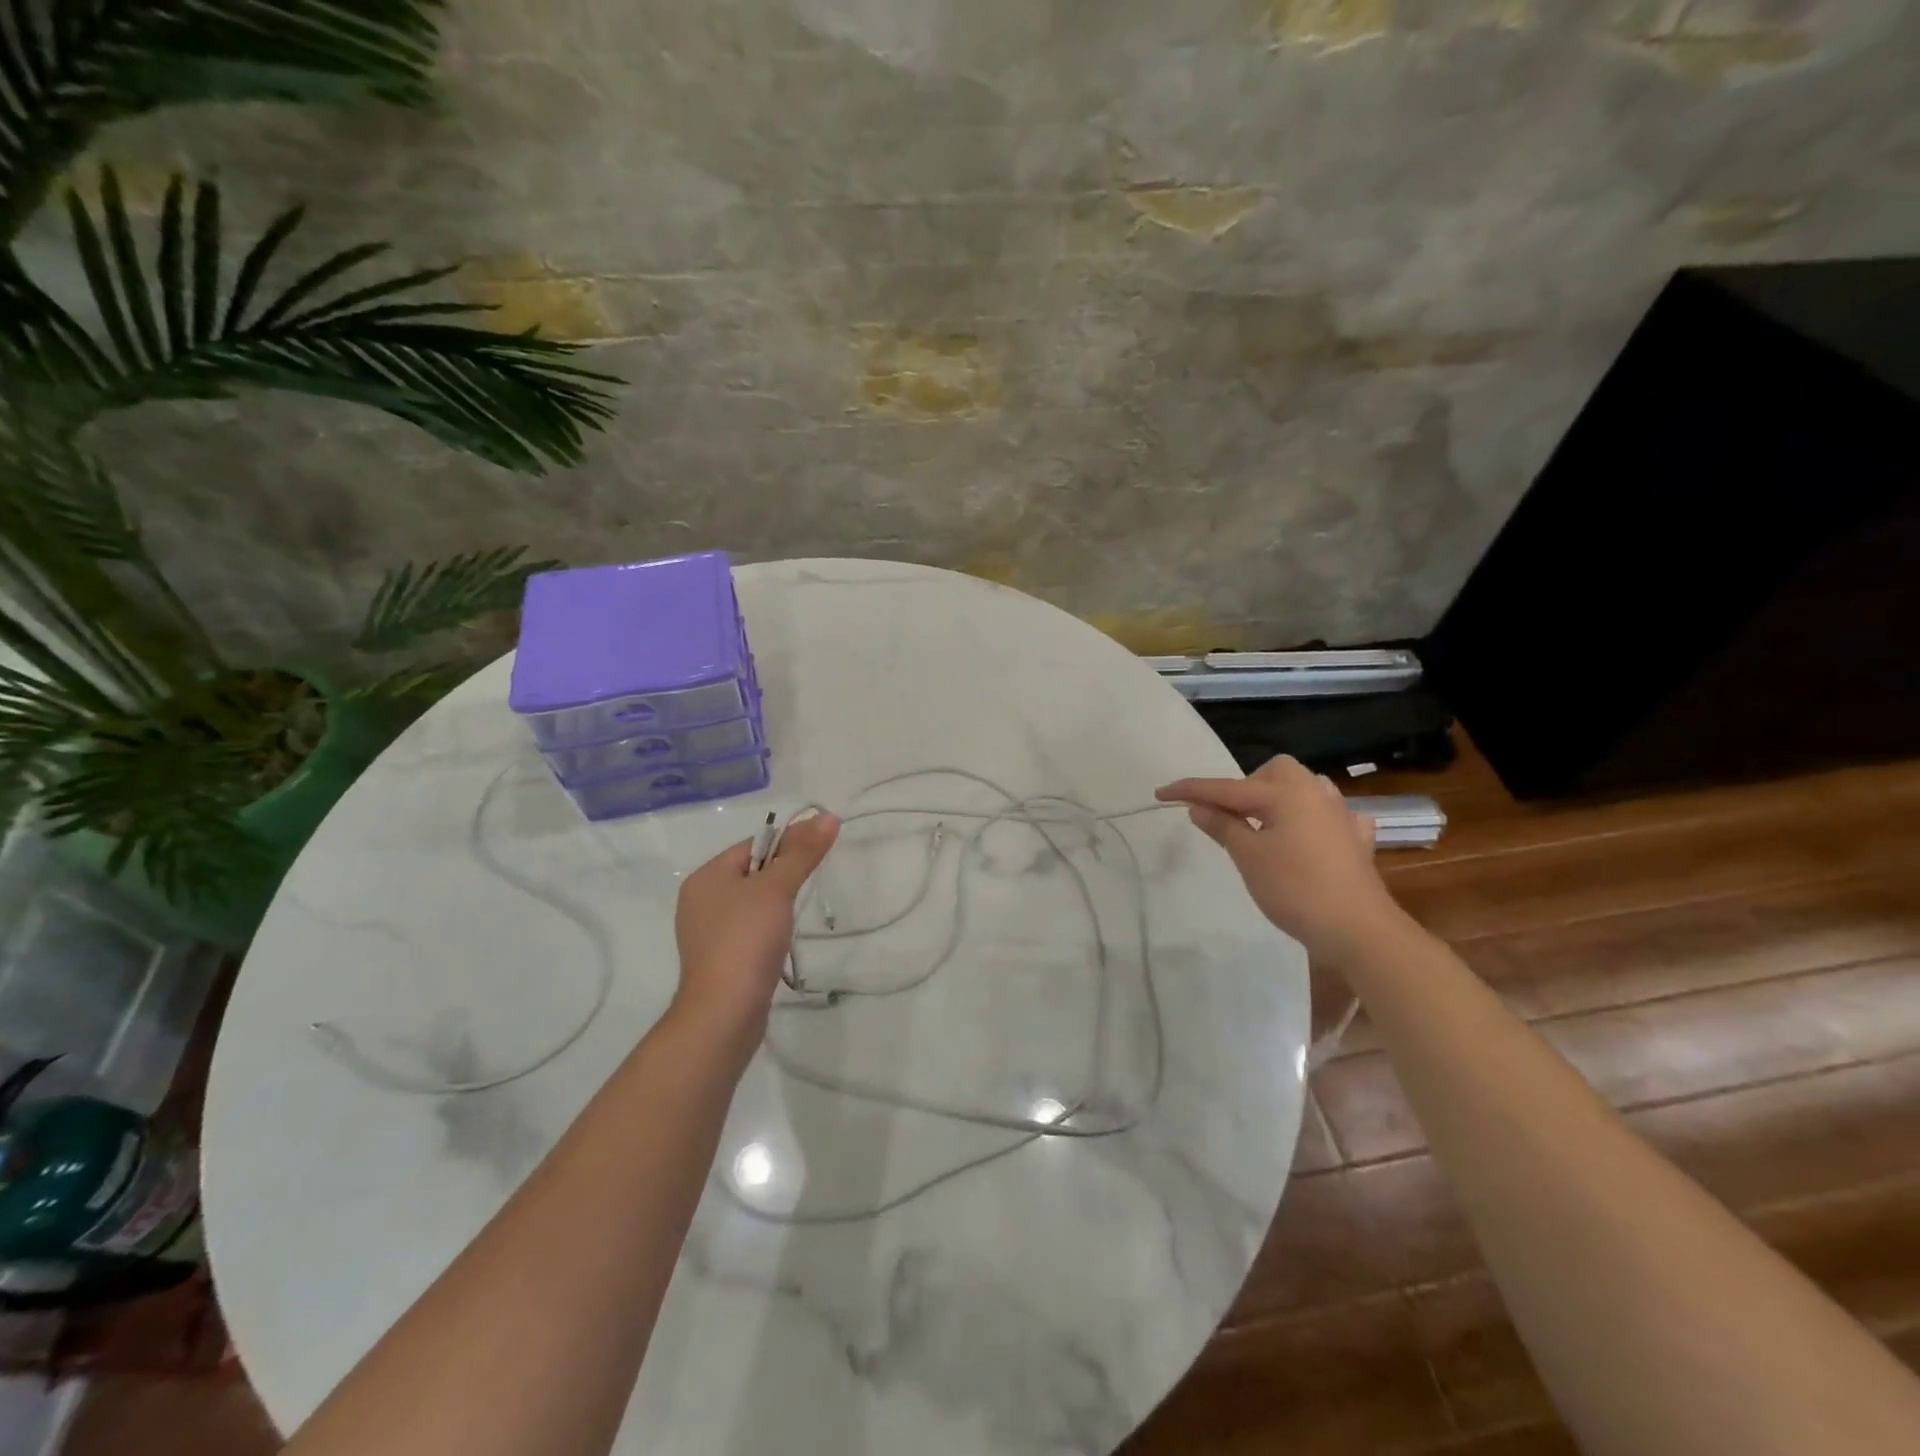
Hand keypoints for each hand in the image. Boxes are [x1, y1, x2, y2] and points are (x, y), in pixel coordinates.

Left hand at [672, 811, 839, 1041]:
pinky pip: (749, 930)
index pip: (753, 845)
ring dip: (777, 903)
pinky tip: (782, 940)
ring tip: (798, 913)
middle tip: (812, 881)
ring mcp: (707, 933)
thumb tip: (828, 816)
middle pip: (752, 872)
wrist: (724, 1013)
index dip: (787, 843)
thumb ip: (803, 852)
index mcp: (706, 877)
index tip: (818, 851)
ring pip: (752, 903)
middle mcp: (700, 900)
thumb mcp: (777, 888)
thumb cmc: (746, 940)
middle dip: (783, 874)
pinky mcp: (720, 960)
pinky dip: (768, 929)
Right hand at [1156, 755, 1399, 964]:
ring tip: (1264, 822)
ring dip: (1280, 797)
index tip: (1160, 793)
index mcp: (1284, 794)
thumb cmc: (1295, 889)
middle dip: (1246, 785)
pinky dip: (1314, 818)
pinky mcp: (1355, 840)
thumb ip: (1223, 827)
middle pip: (1275, 771)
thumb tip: (1199, 806)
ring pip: (1306, 787)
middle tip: (1228, 814)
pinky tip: (1310, 836)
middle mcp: (1314, 794)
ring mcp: (1340, 815)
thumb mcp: (1248, 858)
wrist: (1358, 929)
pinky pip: (1331, 815)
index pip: (1226, 788)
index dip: (1191, 790)